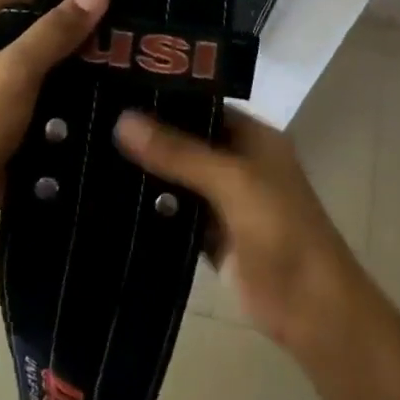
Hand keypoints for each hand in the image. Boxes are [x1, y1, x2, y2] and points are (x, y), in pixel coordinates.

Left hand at [0, 0, 109, 238]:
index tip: (101, 6)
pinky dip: (64, 97)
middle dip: (71, 36)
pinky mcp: (3, 118)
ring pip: (39, 67)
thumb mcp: (17, 70)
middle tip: (118, 39)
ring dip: (72, 69)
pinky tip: (102, 99)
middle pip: (30, 31)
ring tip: (119, 66)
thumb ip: (57, 30)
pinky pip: (40, 97)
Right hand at [114, 108, 361, 349]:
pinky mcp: (211, 236)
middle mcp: (238, 162)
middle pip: (185, 142)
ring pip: (176, 179)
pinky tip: (108, 199)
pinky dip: (150, 210)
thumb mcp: (232, 181)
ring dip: (144, 173)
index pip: (202, 105)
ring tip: (88, 154)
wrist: (310, 308)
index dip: (164, 98)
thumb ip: (179, 152)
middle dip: (147, 137)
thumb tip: (122, 119)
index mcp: (254, 138)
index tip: (114, 91)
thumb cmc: (281, 232)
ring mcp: (224, 201)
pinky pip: (174, 215)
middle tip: (91, 122)